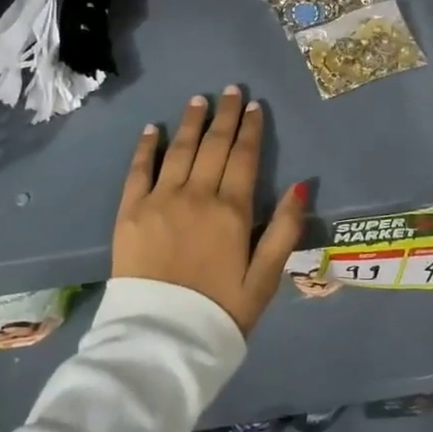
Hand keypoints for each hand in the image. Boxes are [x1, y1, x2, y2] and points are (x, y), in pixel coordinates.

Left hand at [112, 87, 308, 335]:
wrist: (161, 341)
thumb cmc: (220, 313)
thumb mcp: (265, 279)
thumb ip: (284, 231)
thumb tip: (302, 186)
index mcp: (231, 211)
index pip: (245, 158)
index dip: (251, 129)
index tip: (254, 106)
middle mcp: (196, 196)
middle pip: (214, 146)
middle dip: (225, 115)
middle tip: (231, 90)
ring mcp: (160, 200)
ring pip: (179, 150)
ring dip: (190, 122)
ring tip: (199, 99)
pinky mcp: (130, 212)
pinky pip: (139, 170)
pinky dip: (146, 147)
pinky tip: (152, 129)